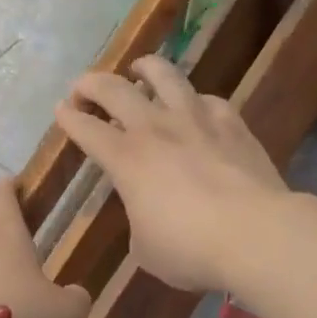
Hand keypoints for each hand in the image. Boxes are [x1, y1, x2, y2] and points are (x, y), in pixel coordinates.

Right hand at [54, 55, 289, 291]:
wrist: (255, 234)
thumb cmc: (190, 249)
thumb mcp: (146, 249)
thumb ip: (138, 222)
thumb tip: (147, 215)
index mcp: (126, 160)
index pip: (86, 129)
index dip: (69, 118)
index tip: (61, 110)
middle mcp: (155, 129)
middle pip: (115, 90)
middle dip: (92, 84)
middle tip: (83, 87)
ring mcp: (196, 120)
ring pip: (165, 76)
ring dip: (146, 69)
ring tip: (140, 69)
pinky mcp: (232, 123)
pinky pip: (208, 100)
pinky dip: (195, 101)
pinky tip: (197, 108)